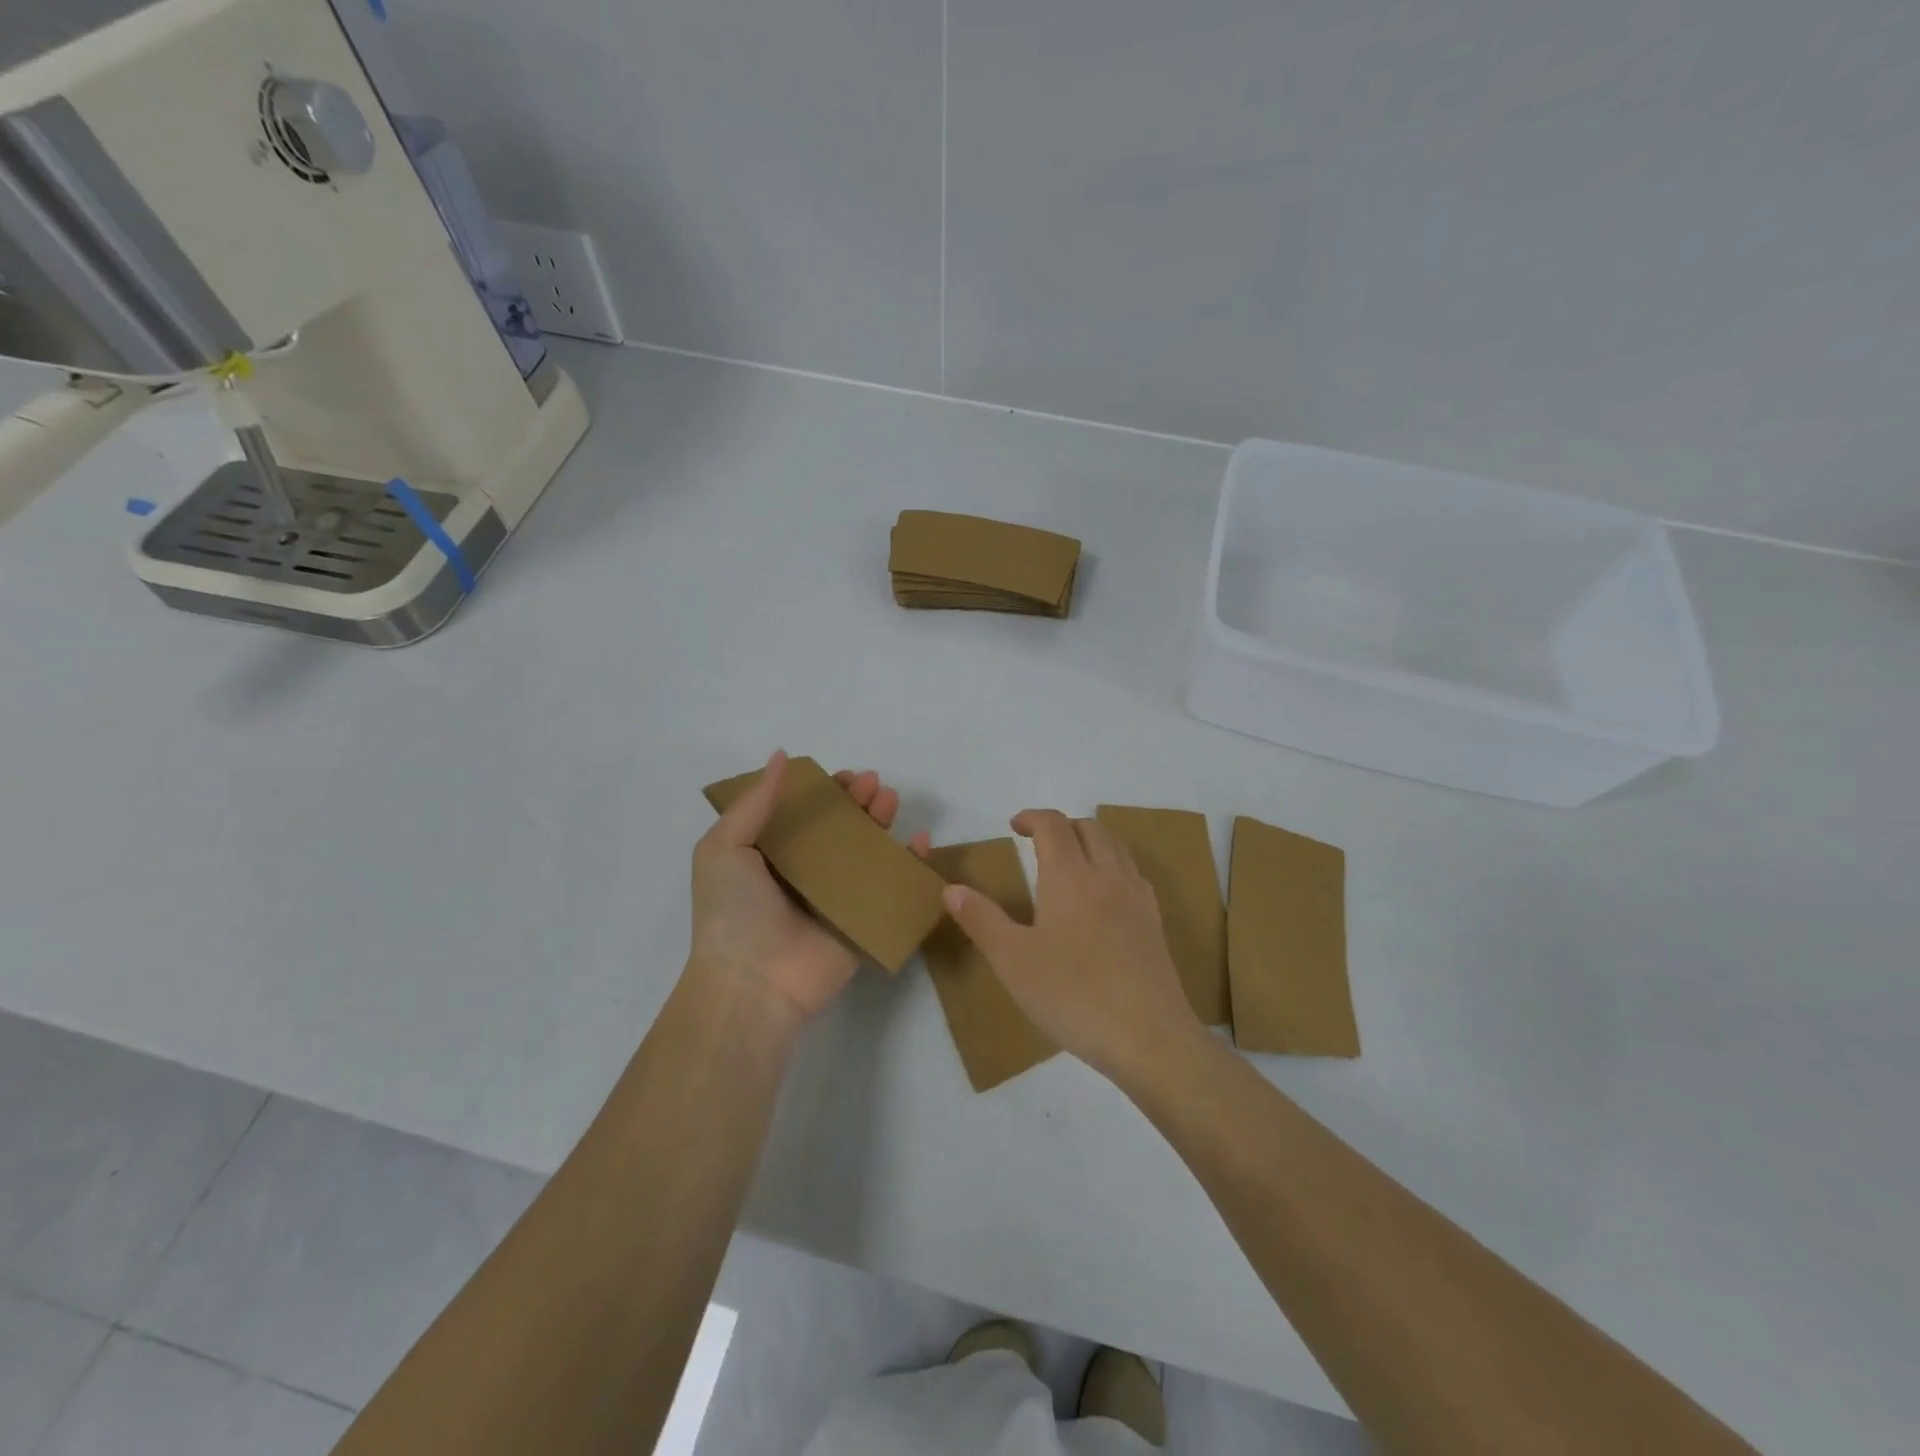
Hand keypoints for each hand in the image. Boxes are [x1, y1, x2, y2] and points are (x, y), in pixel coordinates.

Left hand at [690, 750, 930, 1024]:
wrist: (752, 983)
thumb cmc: (733, 911)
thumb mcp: (724, 847)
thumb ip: (755, 802)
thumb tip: (781, 755)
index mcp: (771, 857)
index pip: (805, 815)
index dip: (825, 792)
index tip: (844, 776)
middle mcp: (805, 875)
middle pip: (840, 830)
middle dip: (858, 803)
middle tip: (873, 783)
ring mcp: (836, 900)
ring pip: (867, 854)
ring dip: (882, 824)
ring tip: (890, 800)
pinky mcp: (863, 924)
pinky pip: (891, 890)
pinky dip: (910, 866)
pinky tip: (920, 842)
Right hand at [941, 809, 1202, 1078]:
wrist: (1149, 1037)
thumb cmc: (1073, 995)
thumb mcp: (1012, 961)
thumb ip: (981, 920)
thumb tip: (951, 888)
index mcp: (1070, 876)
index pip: (1053, 825)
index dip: (1032, 817)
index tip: (1014, 826)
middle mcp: (1107, 875)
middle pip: (1089, 828)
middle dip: (1061, 825)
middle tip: (1038, 843)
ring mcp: (1137, 897)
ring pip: (1116, 846)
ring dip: (1090, 840)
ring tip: (1070, 862)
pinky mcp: (1155, 922)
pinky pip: (1133, 873)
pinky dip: (1113, 865)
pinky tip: (1103, 896)